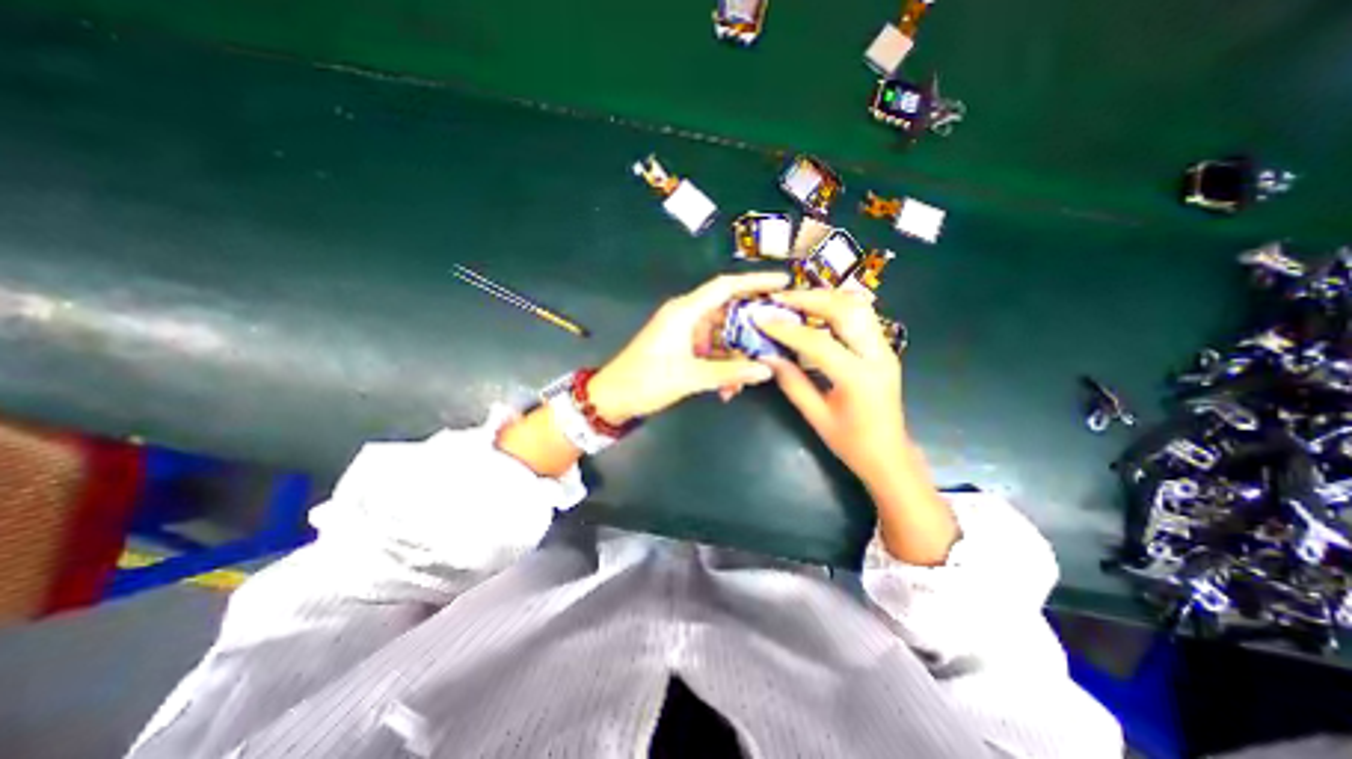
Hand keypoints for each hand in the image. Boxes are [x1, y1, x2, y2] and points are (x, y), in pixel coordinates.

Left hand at [592, 274, 793, 422]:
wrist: (614, 398)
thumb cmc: (646, 381)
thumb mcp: (690, 377)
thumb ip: (729, 373)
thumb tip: (766, 370)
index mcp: (685, 312)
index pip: (726, 287)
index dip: (755, 282)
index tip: (783, 283)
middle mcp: (687, 316)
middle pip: (728, 312)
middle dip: (752, 327)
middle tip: (778, 336)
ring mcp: (685, 332)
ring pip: (722, 336)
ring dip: (736, 356)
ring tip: (751, 376)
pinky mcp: (683, 348)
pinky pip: (711, 350)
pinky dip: (722, 365)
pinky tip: (728, 389)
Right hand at [760, 290, 960, 561]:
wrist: (890, 455)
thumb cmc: (852, 443)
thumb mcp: (816, 416)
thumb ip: (791, 382)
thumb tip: (766, 356)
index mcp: (858, 378)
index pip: (818, 342)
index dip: (786, 329)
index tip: (761, 318)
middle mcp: (877, 356)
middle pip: (846, 310)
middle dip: (810, 299)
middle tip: (779, 298)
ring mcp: (885, 349)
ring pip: (859, 307)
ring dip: (826, 298)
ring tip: (796, 300)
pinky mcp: (884, 349)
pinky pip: (862, 317)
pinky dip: (837, 307)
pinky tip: (816, 311)